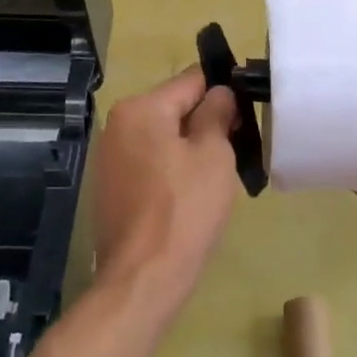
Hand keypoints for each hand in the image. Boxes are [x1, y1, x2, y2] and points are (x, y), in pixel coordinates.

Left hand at [89, 66, 242, 318]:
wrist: (144, 277)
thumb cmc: (185, 209)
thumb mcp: (213, 154)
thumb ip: (217, 112)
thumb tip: (219, 93)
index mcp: (140, 108)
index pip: (192, 80)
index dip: (223, 91)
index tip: (246, 112)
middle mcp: (118, 124)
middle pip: (174, 107)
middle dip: (206, 121)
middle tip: (238, 147)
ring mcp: (110, 157)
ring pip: (163, 136)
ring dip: (190, 147)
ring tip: (218, 174)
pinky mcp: (111, 187)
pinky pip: (150, 162)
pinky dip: (172, 168)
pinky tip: (191, 194)